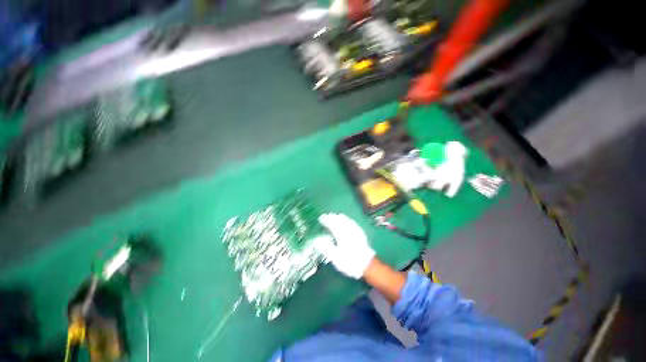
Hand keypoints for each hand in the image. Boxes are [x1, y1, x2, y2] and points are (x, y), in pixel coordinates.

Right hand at [316, 213, 375, 278]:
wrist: (367, 265)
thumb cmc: (349, 262)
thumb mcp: (335, 258)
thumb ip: (326, 248)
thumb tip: (316, 240)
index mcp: (341, 234)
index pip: (332, 223)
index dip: (326, 220)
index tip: (320, 218)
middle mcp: (348, 229)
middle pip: (339, 219)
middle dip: (332, 217)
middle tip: (326, 216)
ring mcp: (355, 230)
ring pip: (346, 219)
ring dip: (339, 217)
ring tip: (334, 216)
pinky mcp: (360, 232)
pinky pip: (352, 222)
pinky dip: (346, 219)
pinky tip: (346, 220)